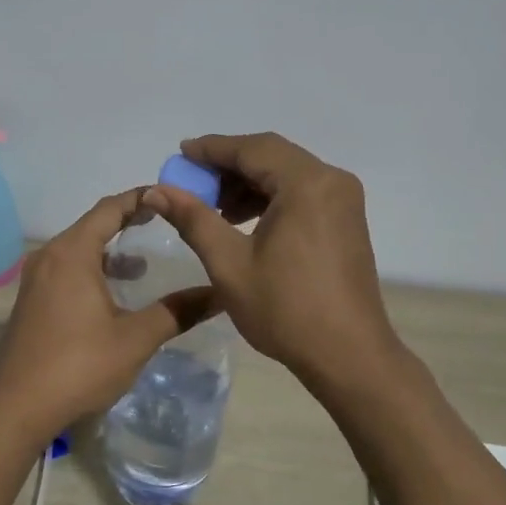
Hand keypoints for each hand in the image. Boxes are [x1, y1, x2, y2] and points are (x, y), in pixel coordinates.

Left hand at [0, 190, 216, 435]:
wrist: (17, 407)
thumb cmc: (79, 365)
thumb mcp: (136, 338)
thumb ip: (177, 312)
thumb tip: (219, 294)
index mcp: (72, 253)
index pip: (110, 208)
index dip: (140, 198)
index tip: (170, 197)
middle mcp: (50, 256)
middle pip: (92, 224)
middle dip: (128, 221)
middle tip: (165, 223)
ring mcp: (36, 278)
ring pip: (78, 248)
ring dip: (110, 248)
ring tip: (143, 260)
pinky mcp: (31, 300)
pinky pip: (66, 268)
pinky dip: (92, 268)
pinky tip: (113, 291)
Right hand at [143, 133, 400, 388]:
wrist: (348, 355)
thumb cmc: (286, 309)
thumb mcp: (229, 264)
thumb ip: (193, 219)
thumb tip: (156, 191)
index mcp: (306, 184)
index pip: (252, 149)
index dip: (212, 149)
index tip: (180, 155)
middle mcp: (331, 181)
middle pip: (271, 156)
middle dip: (228, 166)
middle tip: (191, 183)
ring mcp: (343, 200)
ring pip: (286, 174)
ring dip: (248, 183)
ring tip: (213, 208)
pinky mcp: (346, 220)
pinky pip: (301, 193)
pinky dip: (269, 199)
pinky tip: (242, 221)